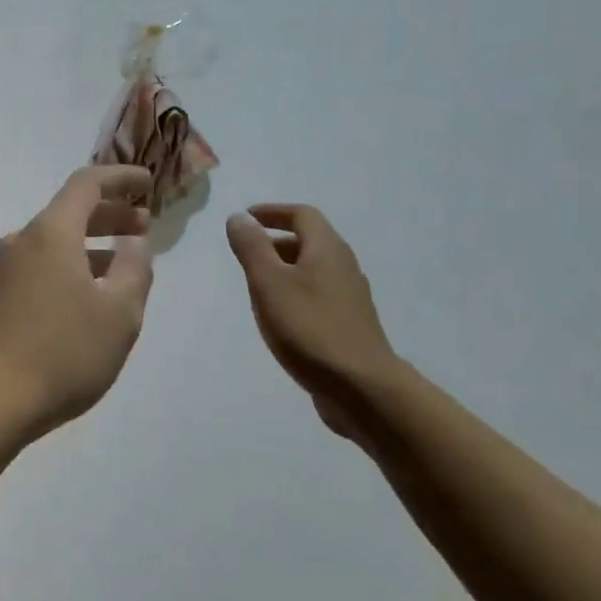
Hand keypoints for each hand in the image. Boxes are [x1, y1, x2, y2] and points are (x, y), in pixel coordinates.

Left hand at [0, 166, 154, 447]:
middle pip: (70, 212)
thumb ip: (135, 269)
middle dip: (110, 214)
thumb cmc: (63, 351)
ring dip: (91, 244)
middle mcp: (23, 240)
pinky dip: (71, 265)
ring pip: (55, 241)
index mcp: (51, 232)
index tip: (148, 182)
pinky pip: (42, 265)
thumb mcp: (119, 313)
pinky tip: (89, 293)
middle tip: (144, 225)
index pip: (87, 183)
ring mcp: (5, 269)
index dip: (120, 177)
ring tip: (124, 263)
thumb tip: (135, 243)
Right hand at [225, 204, 401, 435]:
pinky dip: (295, 292)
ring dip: (285, 268)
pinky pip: (318, 294)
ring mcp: (350, 297)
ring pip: (314, 269)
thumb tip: (238, 217)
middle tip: (246, 252)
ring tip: (257, 284)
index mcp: (327, 249)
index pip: (302, 214)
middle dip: (276, 240)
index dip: (272, 212)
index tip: (246, 218)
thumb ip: (252, 247)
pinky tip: (280, 316)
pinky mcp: (349, 324)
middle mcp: (343, 266)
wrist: (362, 388)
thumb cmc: (309, 328)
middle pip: (310, 240)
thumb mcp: (269, 283)